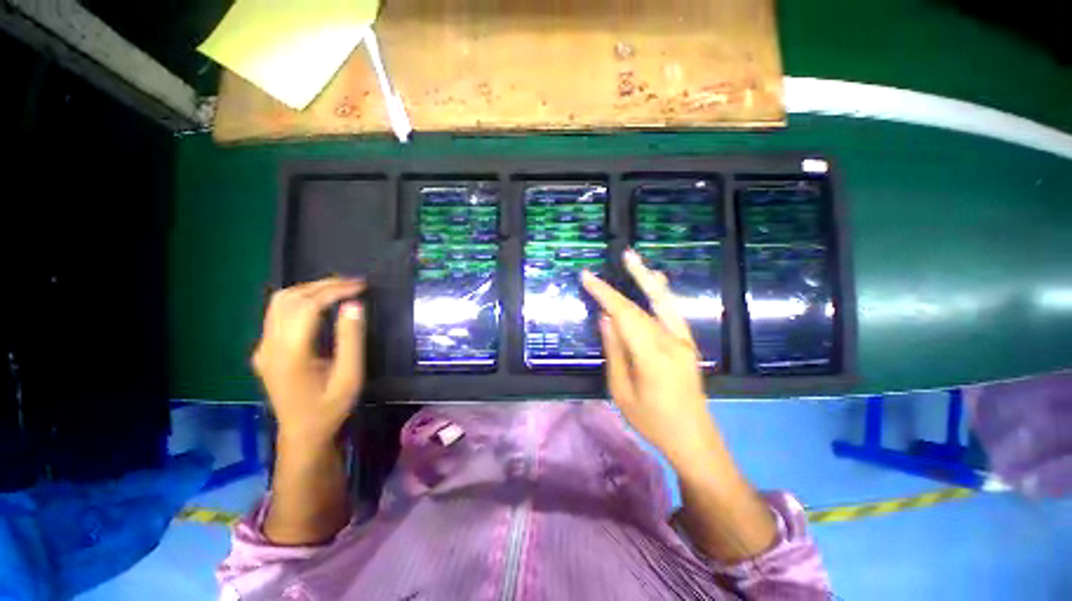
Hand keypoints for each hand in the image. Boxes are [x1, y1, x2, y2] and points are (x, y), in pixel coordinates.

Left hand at [252, 277, 365, 444]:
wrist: (303, 434)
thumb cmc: (331, 407)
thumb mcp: (350, 376)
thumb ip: (351, 339)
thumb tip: (354, 305)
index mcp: (290, 354)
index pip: (307, 306)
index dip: (335, 290)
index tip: (361, 286)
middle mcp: (268, 346)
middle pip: (289, 299)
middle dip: (322, 285)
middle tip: (354, 284)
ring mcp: (263, 347)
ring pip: (279, 302)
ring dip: (310, 289)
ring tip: (339, 289)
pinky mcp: (265, 350)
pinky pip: (278, 313)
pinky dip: (301, 300)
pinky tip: (321, 304)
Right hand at [581, 250, 717, 462]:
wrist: (694, 439)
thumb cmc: (652, 422)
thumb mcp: (622, 392)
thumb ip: (615, 352)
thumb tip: (606, 319)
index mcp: (652, 357)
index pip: (625, 316)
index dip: (605, 294)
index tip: (587, 278)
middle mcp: (671, 343)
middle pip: (642, 307)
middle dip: (625, 282)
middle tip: (620, 256)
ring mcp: (684, 342)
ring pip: (662, 304)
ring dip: (648, 280)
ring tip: (636, 260)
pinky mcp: (688, 344)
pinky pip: (672, 313)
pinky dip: (662, 294)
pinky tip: (657, 282)